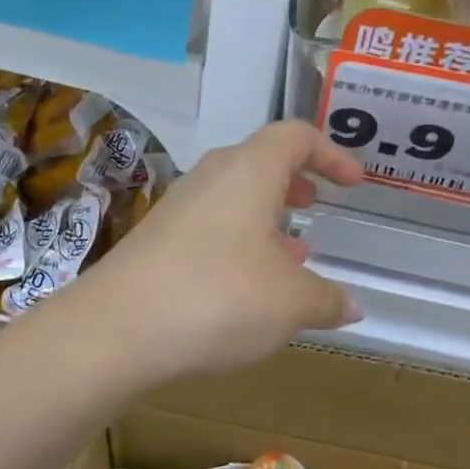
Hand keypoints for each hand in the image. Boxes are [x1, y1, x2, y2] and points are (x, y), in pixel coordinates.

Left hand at [71, 121, 364, 384]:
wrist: (116, 331)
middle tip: (311, 209)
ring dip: (262, 222)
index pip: (294, 137)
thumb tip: (352, 305)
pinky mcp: (151, 244)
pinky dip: (234, 247)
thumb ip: (327, 299)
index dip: (330, 153)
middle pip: (256, 164)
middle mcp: (208, 180)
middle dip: (290, 184)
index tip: (353, 183)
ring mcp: (174, 211)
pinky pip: (205, 232)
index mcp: (248, 173)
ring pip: (229, 202)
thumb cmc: (219, 299)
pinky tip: (242, 291)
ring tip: (287, 260)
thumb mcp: (290, 304)